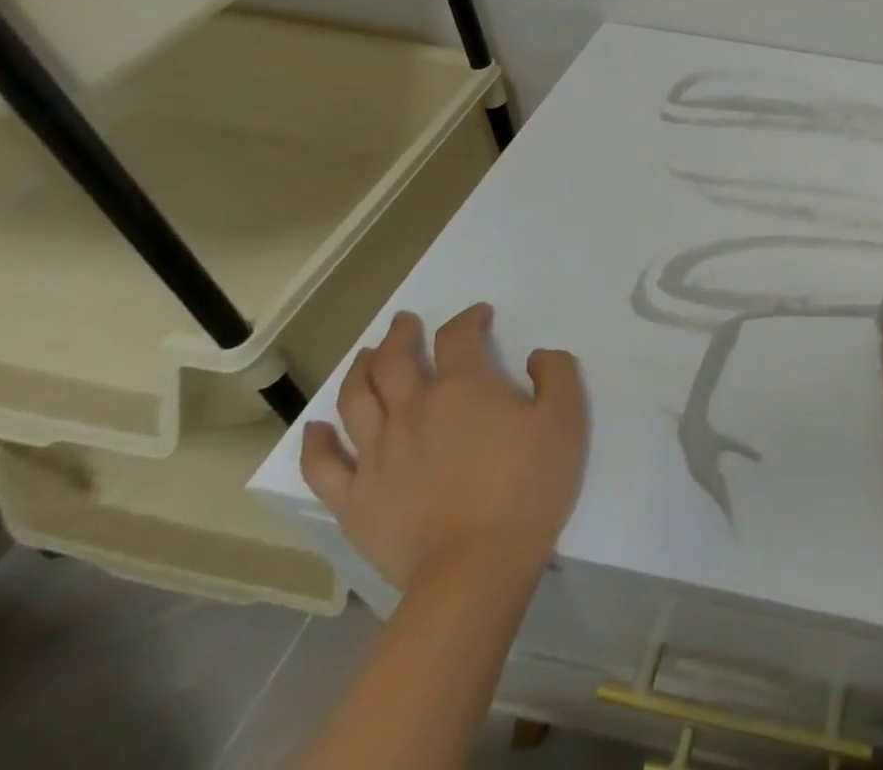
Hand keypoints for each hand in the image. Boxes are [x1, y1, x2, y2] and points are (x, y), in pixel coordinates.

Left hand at [301, 303, 587, 590]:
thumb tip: (536, 356)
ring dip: (360, 371)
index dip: (468, 319)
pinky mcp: (354, 499)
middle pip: (396, 360)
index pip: (458, 337)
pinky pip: (324, 465)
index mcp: (464, 387)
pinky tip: (317, 429)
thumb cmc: (528, 485)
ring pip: (356, 400)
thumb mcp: (565, 419)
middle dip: (401, 335)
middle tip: (405, 322)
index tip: (479, 316)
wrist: (476, 566)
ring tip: (366, 357)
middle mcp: (413, 410)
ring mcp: (377, 454)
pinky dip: (317, 442)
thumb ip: (556, 374)